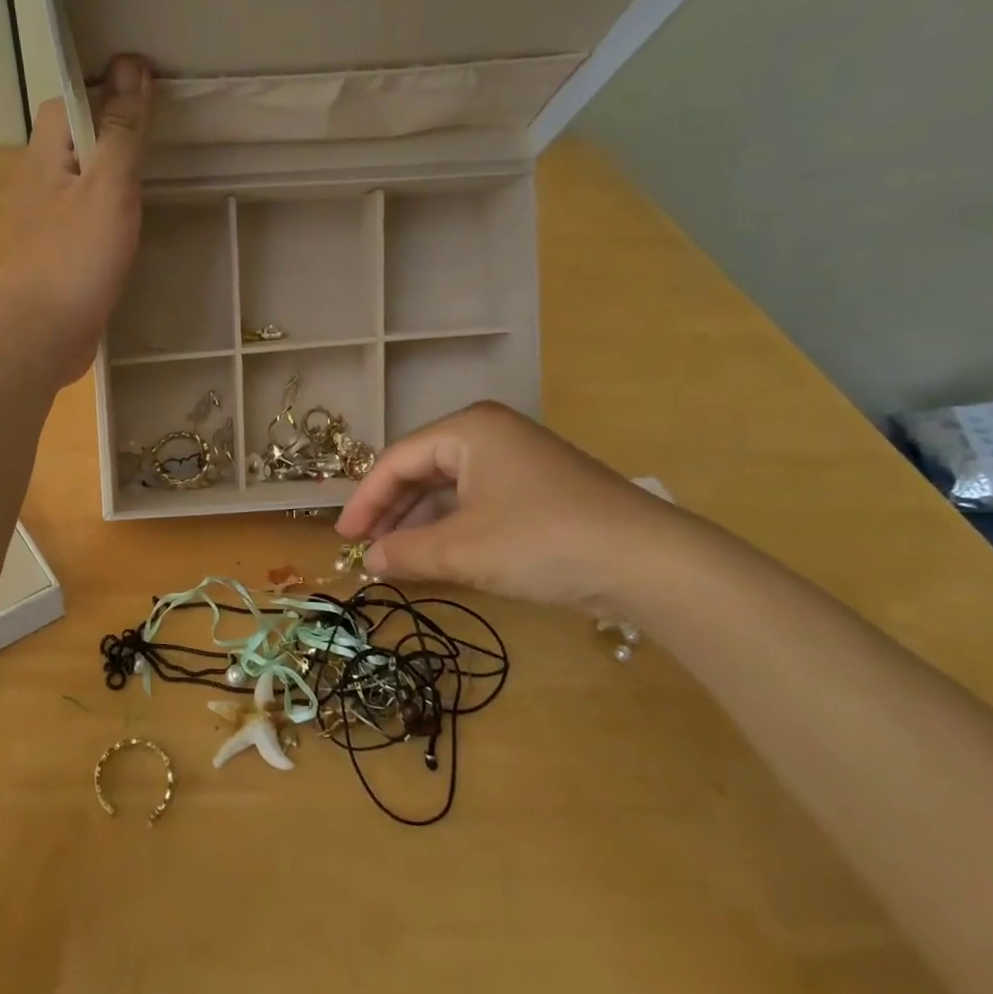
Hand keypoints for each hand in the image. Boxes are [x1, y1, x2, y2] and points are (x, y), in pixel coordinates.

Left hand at [0, 55, 151, 385]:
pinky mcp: (58, 253)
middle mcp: (40, 181)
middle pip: (77, 139)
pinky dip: (110, 211)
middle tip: (163, 134)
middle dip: (114, 131)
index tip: (147, 94)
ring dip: (114, 173)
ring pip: (83, 180)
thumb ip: (121, 130)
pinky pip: (86, 217)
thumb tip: (131, 64)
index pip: (68, 100)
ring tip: (159, 172)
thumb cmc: (76, 257)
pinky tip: (137, 222)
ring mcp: (46, 220)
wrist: (42, 334)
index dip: (104, 89)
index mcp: (46, 155)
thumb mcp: (109, 187)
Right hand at [335, 402, 691, 613]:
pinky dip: (451, 528)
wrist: (649, 563)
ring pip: (449, 488)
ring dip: (419, 523)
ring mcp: (516, 460)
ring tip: (395, 558)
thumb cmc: (543, 541)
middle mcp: (490, 434)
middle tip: (365, 548)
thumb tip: (368, 561)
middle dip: (391, 511)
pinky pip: (476, 502)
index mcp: (468, 430)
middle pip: (421, 470)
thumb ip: (407, 552)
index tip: (343, 537)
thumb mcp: (464, 550)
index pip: (397, 460)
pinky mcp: (536, 489)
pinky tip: (436, 555)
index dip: (365, 500)